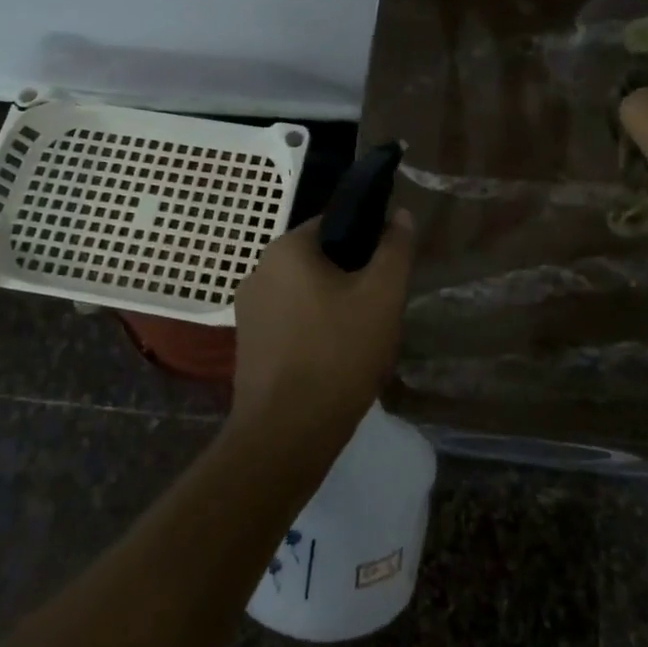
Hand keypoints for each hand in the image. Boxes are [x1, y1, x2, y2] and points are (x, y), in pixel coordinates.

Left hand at [231, 211, 416, 450]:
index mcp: (286, 249)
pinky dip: (313, 330)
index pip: (333, 223)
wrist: (287, 432)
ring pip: (304, 293)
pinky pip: (290, 322)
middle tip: (380, 309)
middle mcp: (258, 270)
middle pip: (318, 260)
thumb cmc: (338, 353)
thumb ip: (394, 249)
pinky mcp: (248, 343)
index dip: (367, 241)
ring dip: (332, 306)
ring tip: (361, 338)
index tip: (388, 271)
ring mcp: (248, 309)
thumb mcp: (382, 296)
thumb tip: (400, 214)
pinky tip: (334, 358)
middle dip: (351, 278)